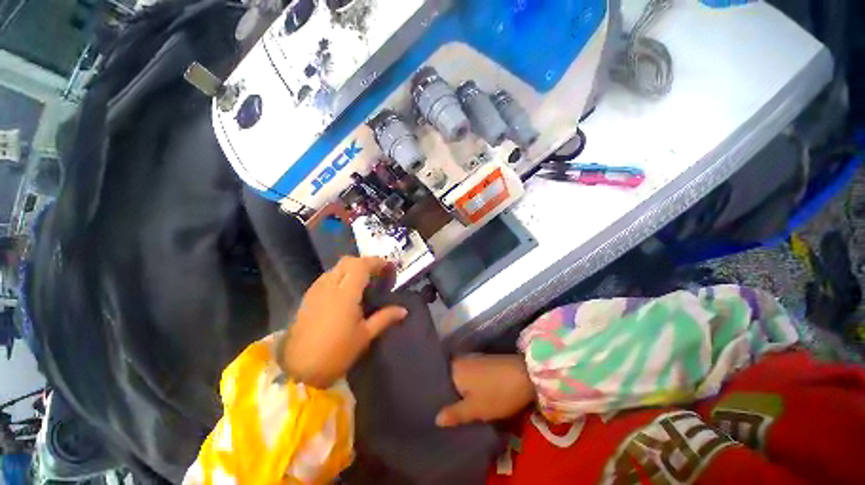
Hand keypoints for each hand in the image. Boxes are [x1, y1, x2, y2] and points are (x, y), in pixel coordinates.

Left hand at [281, 257, 406, 387]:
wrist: (298, 371)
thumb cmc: (336, 353)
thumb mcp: (365, 336)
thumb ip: (385, 318)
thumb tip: (404, 310)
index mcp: (345, 294)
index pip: (361, 265)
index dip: (377, 262)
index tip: (389, 267)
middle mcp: (329, 286)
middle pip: (347, 261)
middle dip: (365, 262)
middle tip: (377, 274)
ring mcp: (316, 290)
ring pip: (336, 268)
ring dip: (352, 268)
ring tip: (363, 281)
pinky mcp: (308, 297)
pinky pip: (327, 277)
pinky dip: (340, 276)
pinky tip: (345, 291)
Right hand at [436, 354, 535, 427]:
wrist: (525, 375)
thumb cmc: (497, 393)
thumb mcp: (476, 409)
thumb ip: (455, 414)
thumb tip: (436, 418)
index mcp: (454, 369)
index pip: (437, 383)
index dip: (435, 398)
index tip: (431, 411)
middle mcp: (460, 361)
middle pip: (449, 380)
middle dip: (447, 396)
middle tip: (443, 414)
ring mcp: (473, 360)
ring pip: (460, 379)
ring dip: (458, 393)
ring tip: (455, 409)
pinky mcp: (484, 362)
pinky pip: (469, 376)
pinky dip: (468, 387)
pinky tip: (470, 398)